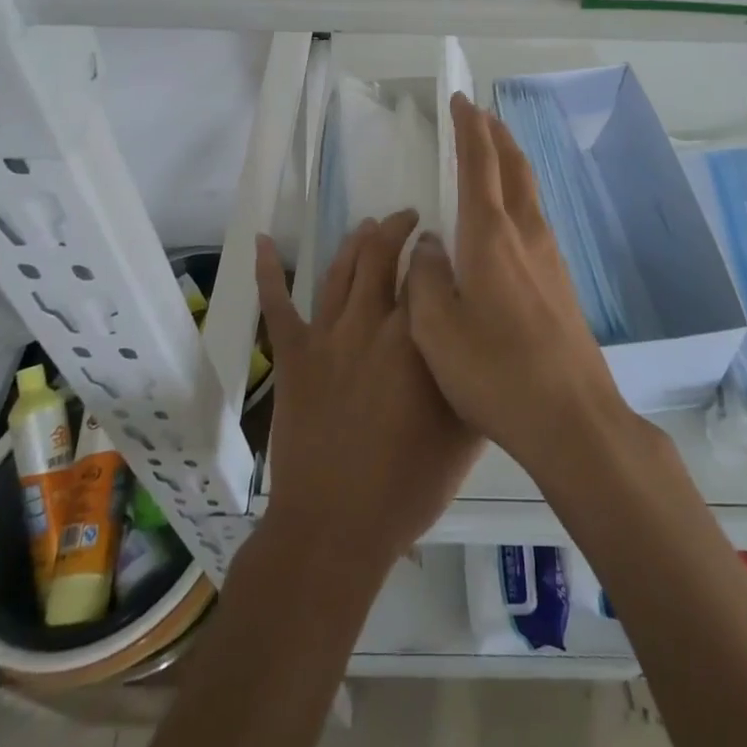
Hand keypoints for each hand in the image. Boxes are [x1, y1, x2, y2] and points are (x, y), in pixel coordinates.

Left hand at [255, 211, 482, 573]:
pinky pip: (277, 306)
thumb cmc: (409, 486)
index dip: (434, 251)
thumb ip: (476, 380)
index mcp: (415, 339)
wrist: (336, 527)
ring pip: (340, 270)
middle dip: (397, 229)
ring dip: (356, 241)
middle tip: (409, 219)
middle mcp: (370, 324)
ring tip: (369, 224)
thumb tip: (482, 340)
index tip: (442, 243)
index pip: (427, 274)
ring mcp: (327, 337)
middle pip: (381, 257)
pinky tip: (263, 241)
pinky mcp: (294, 356)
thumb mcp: (466, 435)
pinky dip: (269, 271)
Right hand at [406, 93, 634, 480]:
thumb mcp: (436, 329)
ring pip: (529, 191)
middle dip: (496, 135)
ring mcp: (550, 257)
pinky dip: (519, 194)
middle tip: (480, 113)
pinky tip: (511, 216)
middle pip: (513, 168)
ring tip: (495, 151)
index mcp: (490, 236)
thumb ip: (426, 277)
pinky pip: (535, 218)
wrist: (573, 418)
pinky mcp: (561, 282)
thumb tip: (431, 244)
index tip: (460, 99)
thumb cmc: (495, 371)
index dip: (468, 128)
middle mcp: (525, 234)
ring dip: (511, 162)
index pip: (479, 164)